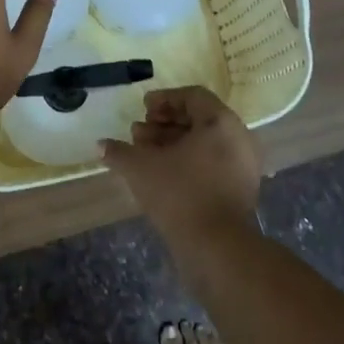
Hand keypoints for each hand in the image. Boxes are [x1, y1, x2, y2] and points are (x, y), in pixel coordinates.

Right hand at [101, 87, 261, 246]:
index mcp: (221, 122)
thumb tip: (100, 144)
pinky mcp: (241, 189)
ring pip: (205, 143)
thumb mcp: (141, 168)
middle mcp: (238, 137)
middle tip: (139, 133)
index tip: (143, 109)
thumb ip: (119, 152)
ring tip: (145, 154)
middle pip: (199, 119)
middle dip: (165, 123)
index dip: (164, 99)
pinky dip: (188, 162)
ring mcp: (243, 165)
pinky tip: (162, 175)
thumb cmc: (180, 194)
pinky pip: (213, 163)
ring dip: (173, 144)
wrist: (217, 247)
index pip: (193, 96)